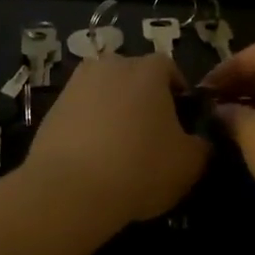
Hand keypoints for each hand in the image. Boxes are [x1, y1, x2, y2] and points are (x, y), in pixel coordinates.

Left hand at [23, 54, 209, 224]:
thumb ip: (201, 145)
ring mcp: (76, 84)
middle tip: (152, 137)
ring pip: (105, 94)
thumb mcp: (189, 164)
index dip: (178, 95)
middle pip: (134, 78)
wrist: (69, 188)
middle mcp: (110, 65)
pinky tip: (94, 158)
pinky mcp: (52, 107)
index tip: (182, 124)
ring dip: (115, 112)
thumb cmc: (139, 168)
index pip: (170, 69)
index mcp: (147, 69)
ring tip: (120, 149)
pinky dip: (90, 127)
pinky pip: (81, 112)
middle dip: (144, 101)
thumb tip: (199, 141)